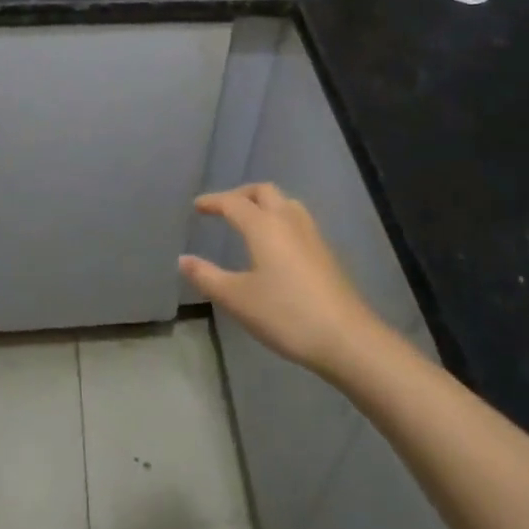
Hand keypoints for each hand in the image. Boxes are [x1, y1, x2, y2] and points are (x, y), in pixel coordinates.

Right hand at [180, 183, 385, 381]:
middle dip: (240, 195)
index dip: (213, 201)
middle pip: (262, 191)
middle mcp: (287, 220)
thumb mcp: (238, 299)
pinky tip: (277, 245)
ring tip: (250, 221)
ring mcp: (311, 234)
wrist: (346, 337)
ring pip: (284, 202)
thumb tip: (183, 260)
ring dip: (264, 203)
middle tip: (224, 209)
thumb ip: (207, 277)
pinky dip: (280, 218)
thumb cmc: (286, 314)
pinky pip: (297, 219)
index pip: (232, 202)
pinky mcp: (325, 251)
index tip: (197, 206)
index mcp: (263, 225)